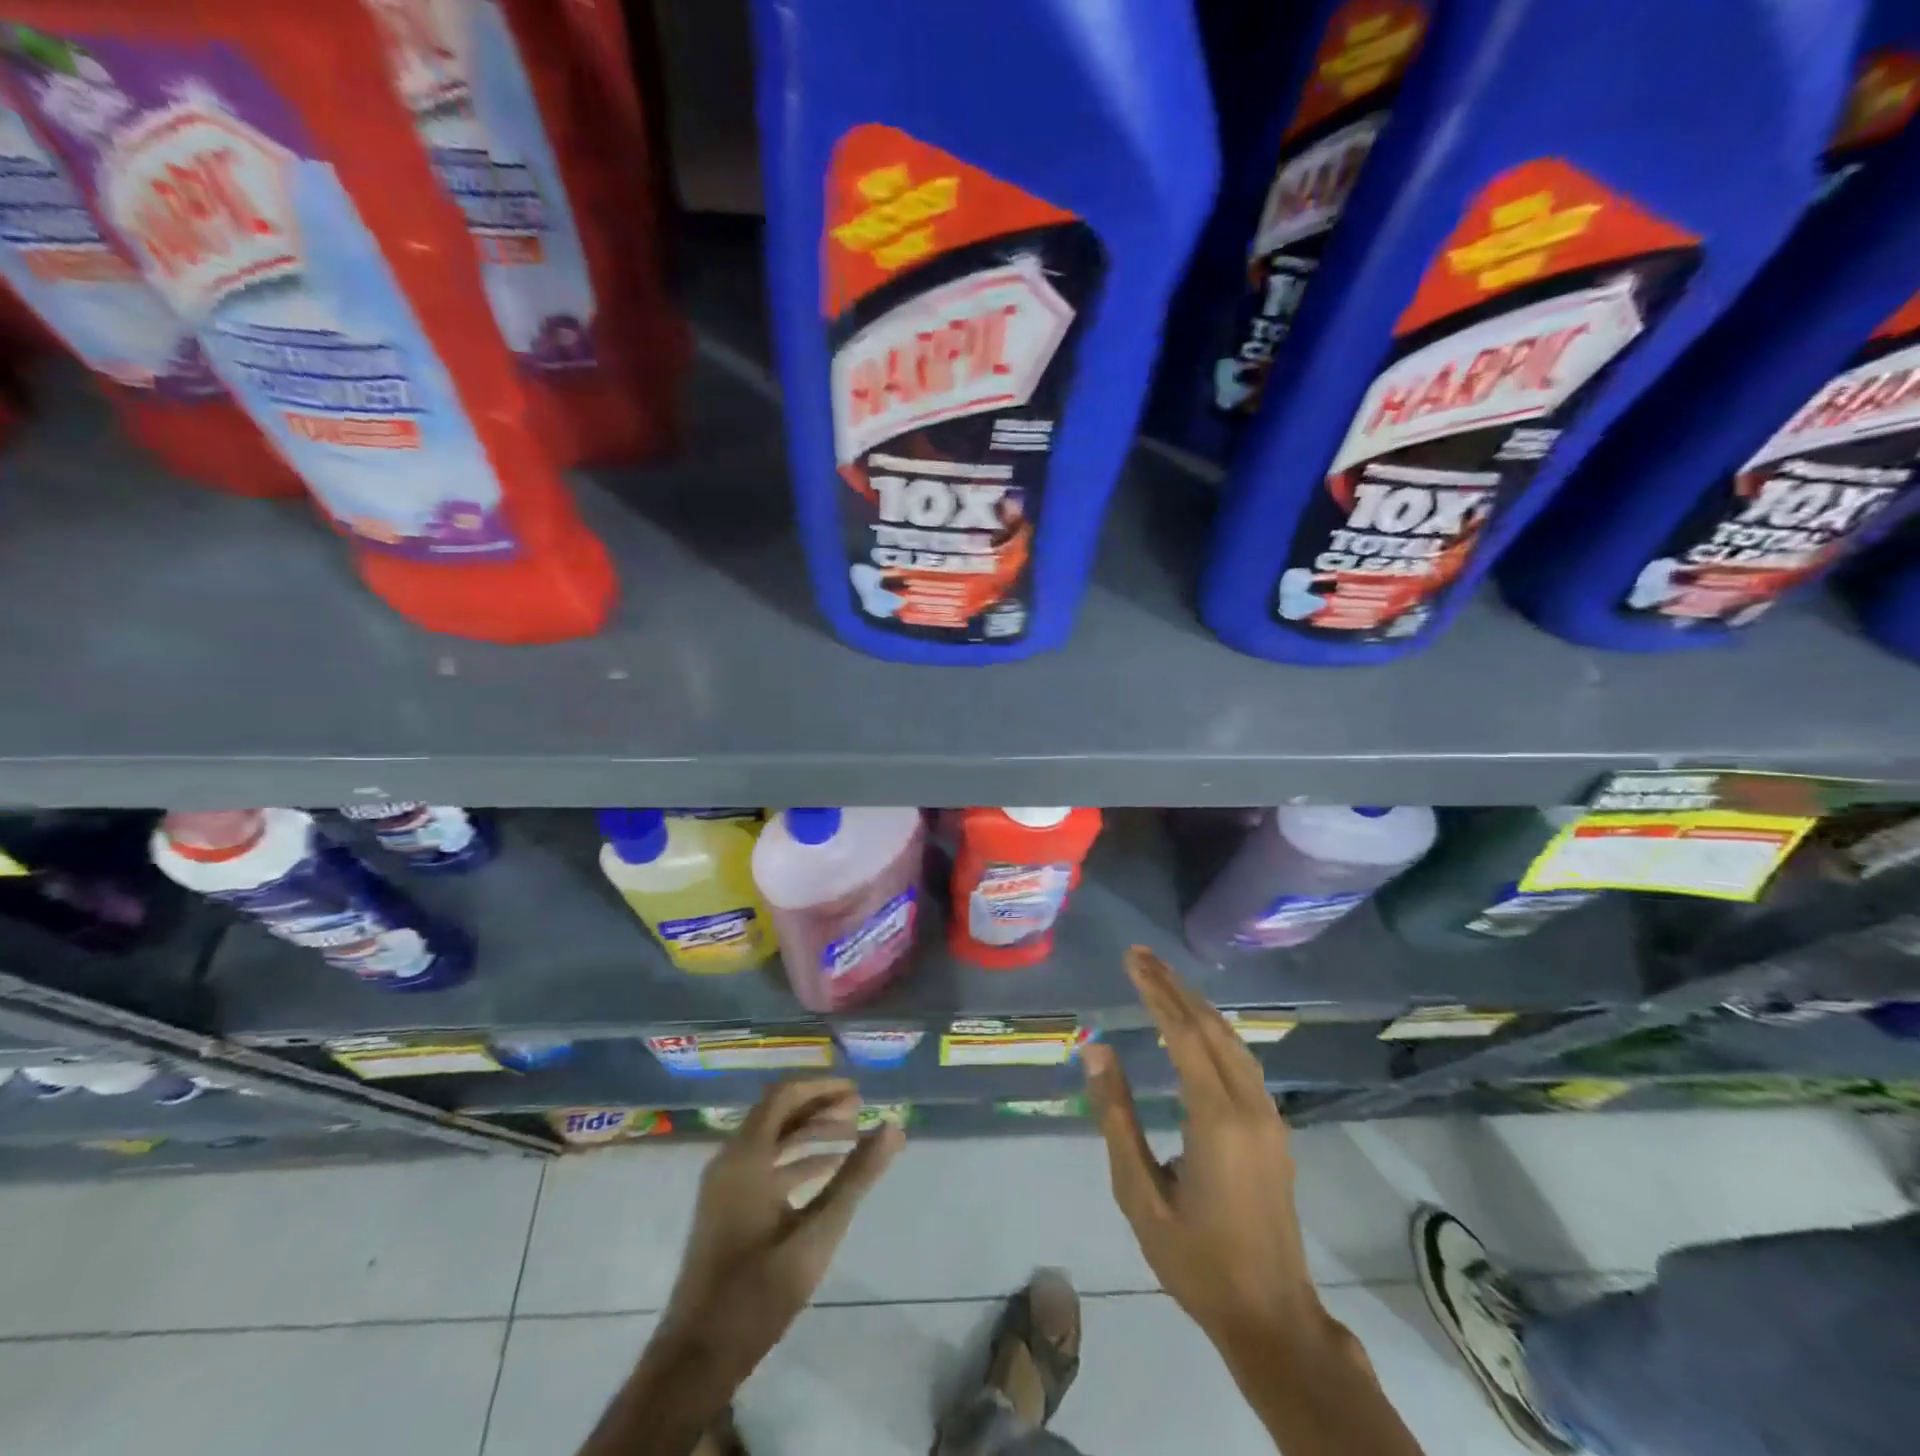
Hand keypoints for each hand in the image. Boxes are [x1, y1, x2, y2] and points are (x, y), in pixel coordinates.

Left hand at [661, 1079, 903, 1374]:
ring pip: (772, 1141)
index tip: (857, 1093)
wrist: (698, 1359)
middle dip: (820, 1109)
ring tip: (853, 1140)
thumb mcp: (818, 1232)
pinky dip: (797, 1160)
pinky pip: (765, 1165)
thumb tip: (893, 1128)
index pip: (784, 1095)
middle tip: (860, 1113)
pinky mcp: (727, 1209)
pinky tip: (828, 1174)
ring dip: (811, 1135)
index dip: (822, 1088)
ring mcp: (725, 1186)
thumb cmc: (758, 1291)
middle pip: (778, 1114)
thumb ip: (856, 1177)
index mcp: (746, 1156)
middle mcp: (731, 1161)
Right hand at [1083, 947, 1327, 1365]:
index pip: (1184, 1035)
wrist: (1271, 1316)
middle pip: (1211, 1027)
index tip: (1132, 959)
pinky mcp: (1274, 1129)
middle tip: (1141, 955)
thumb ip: (1117, 1117)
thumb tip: (1097, 1049)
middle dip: (1174, 986)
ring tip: (1163, 978)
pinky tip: (1198, 1026)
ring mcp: (1269, 1116)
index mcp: (1216, 1119)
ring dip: (1197, 1004)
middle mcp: (1249, 1106)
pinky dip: (1215, 1030)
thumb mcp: (1140, 1195)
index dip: (1156, 992)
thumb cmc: (1196, 1260)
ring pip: (1233, 1041)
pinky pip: (1243, 1061)